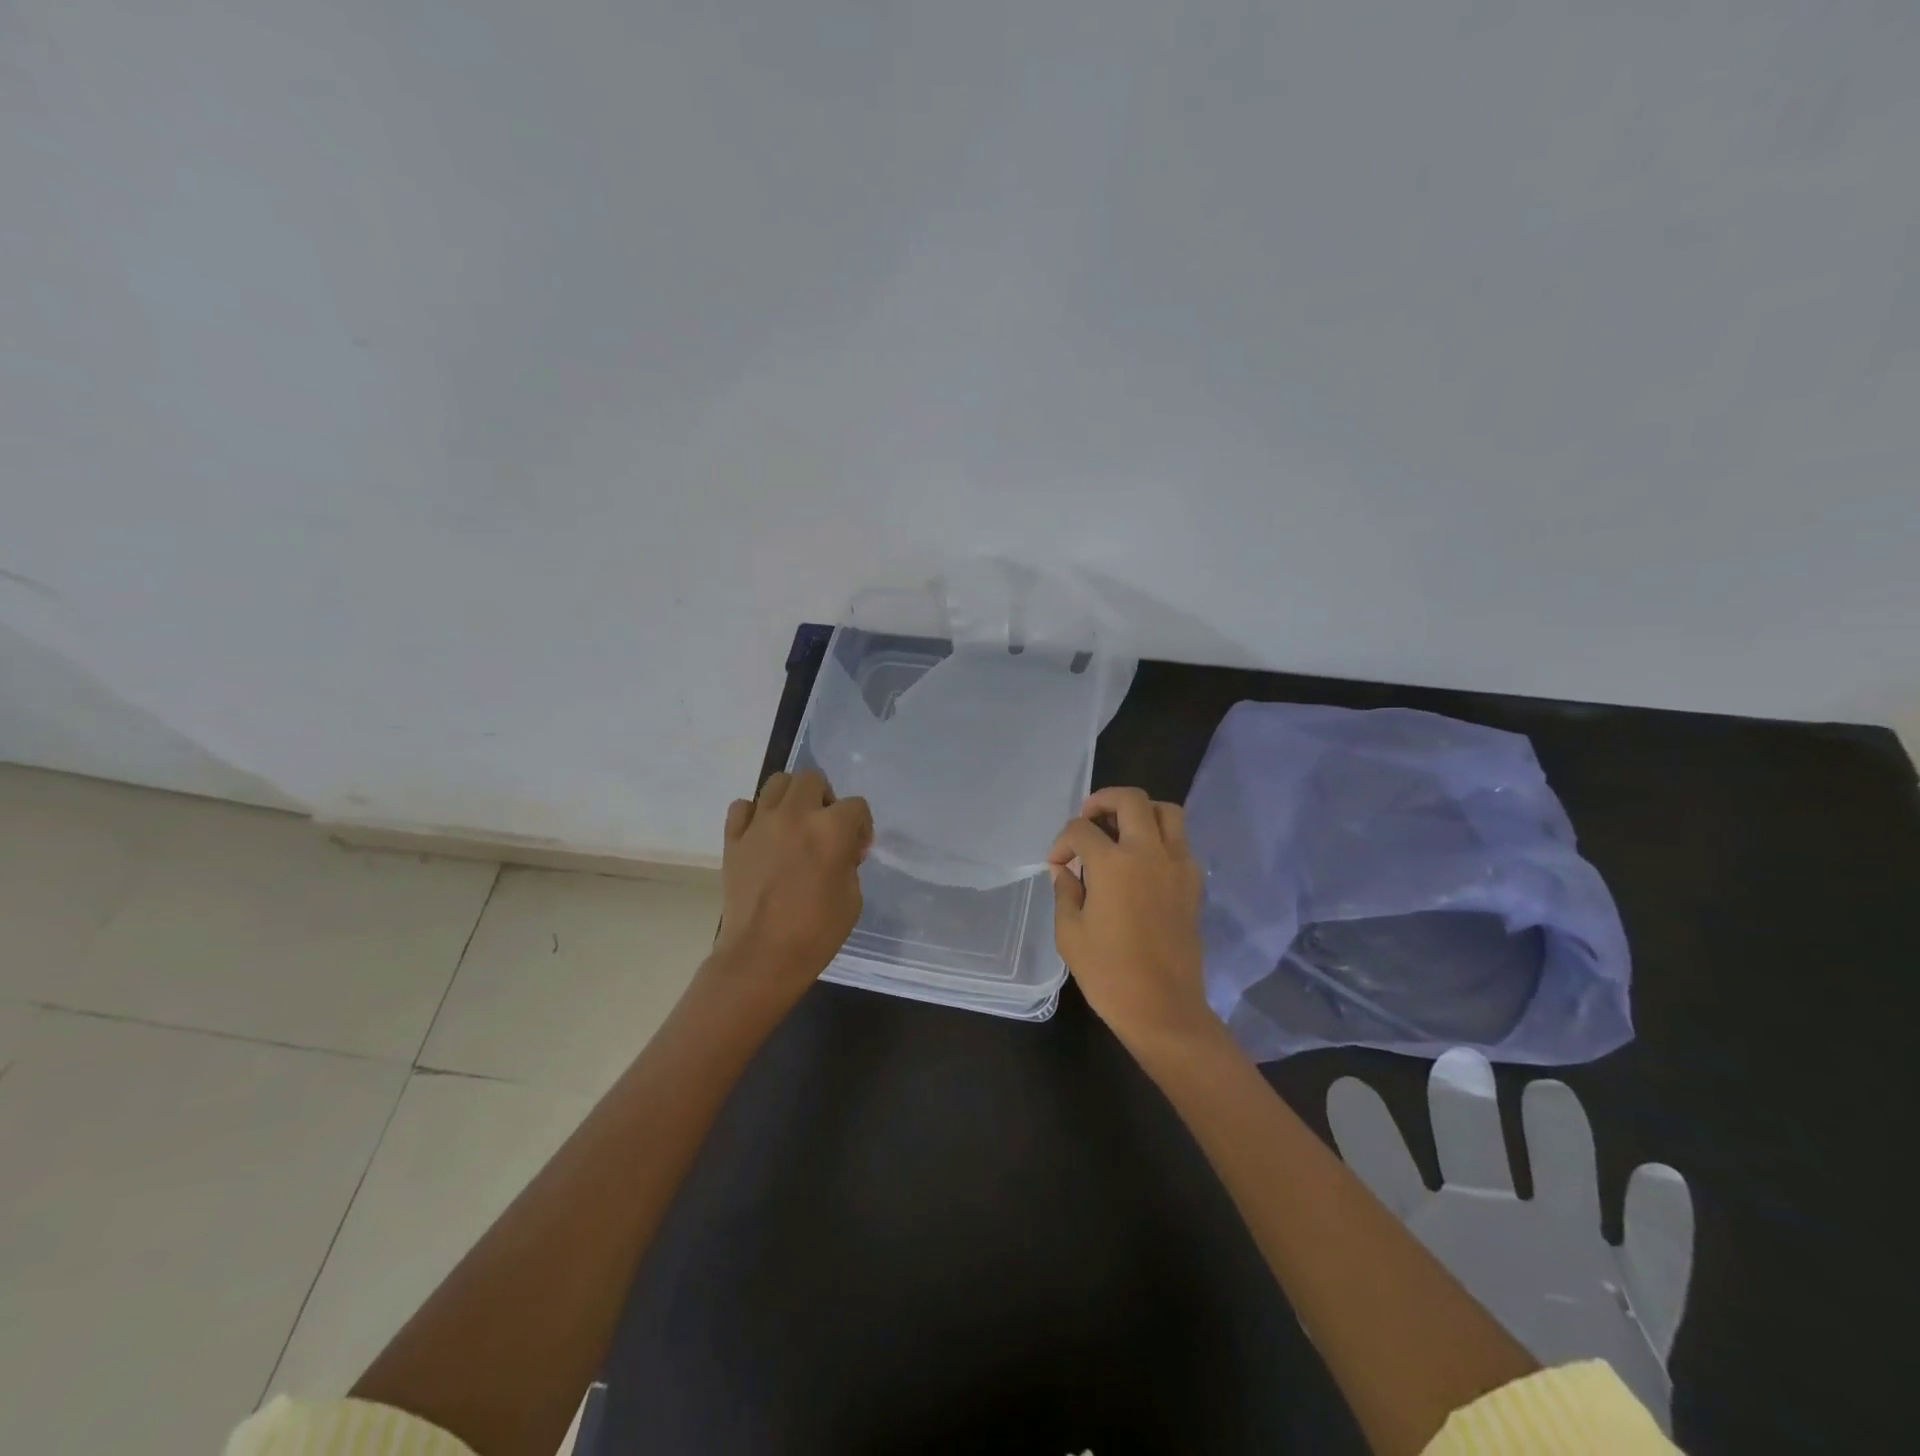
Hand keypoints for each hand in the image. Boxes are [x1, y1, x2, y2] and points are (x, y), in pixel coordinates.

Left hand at [710, 769, 872, 1008]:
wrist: (761, 957)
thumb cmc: (815, 933)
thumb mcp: (852, 897)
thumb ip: (848, 862)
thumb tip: (839, 851)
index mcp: (831, 830)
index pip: (856, 805)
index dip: (861, 826)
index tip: (855, 851)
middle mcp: (795, 816)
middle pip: (812, 778)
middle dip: (825, 799)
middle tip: (824, 827)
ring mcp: (759, 824)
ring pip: (777, 783)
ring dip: (791, 798)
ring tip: (794, 825)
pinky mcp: (733, 839)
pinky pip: (743, 807)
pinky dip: (755, 814)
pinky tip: (762, 835)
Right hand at [1048, 786, 1214, 1046]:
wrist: (1163, 1009)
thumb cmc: (1108, 974)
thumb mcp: (1070, 933)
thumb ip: (1065, 891)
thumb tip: (1065, 870)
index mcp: (1114, 864)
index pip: (1081, 830)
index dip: (1062, 842)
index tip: (1057, 864)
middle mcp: (1149, 853)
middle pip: (1131, 799)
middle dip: (1103, 801)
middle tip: (1088, 820)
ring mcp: (1178, 865)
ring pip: (1166, 811)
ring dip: (1140, 811)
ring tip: (1119, 830)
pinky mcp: (1193, 883)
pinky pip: (1180, 841)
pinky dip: (1160, 837)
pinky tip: (1141, 862)